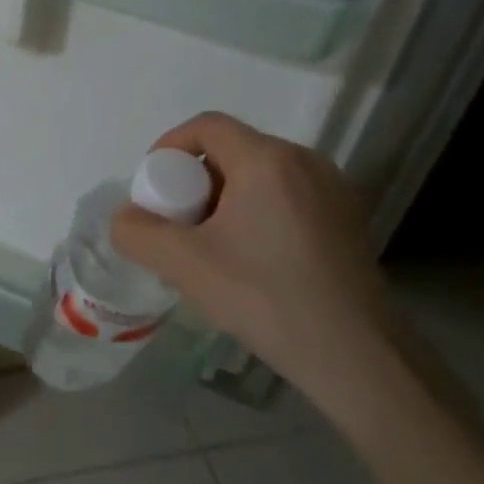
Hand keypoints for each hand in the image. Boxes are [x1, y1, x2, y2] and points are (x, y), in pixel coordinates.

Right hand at [110, 113, 403, 425]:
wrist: (356, 356)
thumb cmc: (265, 298)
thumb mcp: (183, 264)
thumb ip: (137, 232)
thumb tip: (127, 218)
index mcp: (268, 160)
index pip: (206, 126)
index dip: (169, 147)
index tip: (154, 190)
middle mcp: (306, 162)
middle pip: (232, 151)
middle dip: (194, 181)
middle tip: (178, 226)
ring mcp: (333, 190)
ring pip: (260, 175)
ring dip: (224, 199)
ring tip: (211, 247)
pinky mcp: (347, 219)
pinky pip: (286, 197)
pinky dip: (256, 213)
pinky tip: (251, 261)